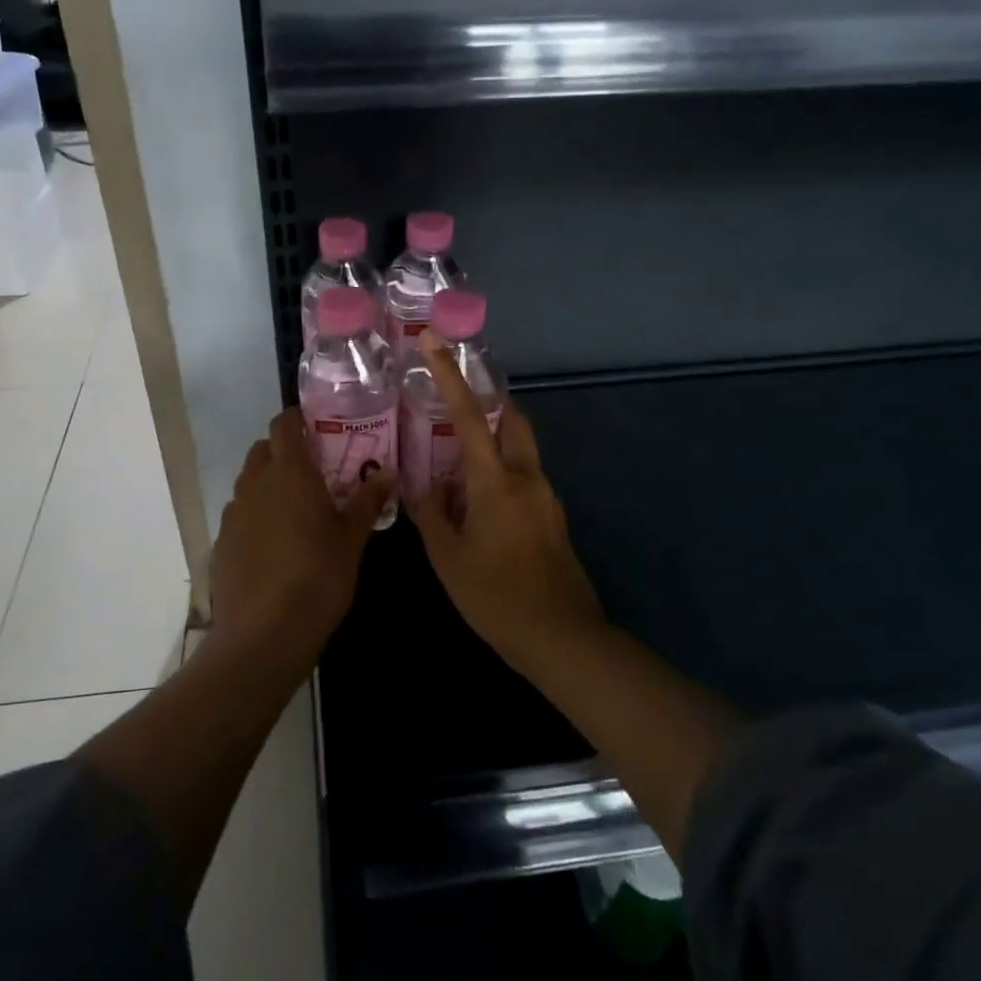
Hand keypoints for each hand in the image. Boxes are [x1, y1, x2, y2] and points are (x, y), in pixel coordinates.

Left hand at [210, 408, 395, 669]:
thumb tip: (388, 473)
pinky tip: (274, 544)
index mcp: (289, 472)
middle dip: (284, 452)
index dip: (297, 420)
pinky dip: (256, 516)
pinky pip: (240, 514)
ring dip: (269, 484)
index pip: (284, 425)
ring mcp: (233, 513)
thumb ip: (367, 500)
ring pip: (249, 482)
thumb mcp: (352, 538)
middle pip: (263, 450)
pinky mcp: (221, 542)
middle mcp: (255, 483)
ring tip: (296, 510)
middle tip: (313, 471)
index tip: (317, 428)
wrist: (264, 634)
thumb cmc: (318, 576)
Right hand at [405, 333, 605, 675]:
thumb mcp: (448, 558)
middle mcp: (527, 477)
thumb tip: (418, 485)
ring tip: (454, 454)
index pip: (469, 415)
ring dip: (492, 438)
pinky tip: (475, 499)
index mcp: (496, 481)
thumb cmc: (497, 598)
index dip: (450, 375)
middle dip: (485, 399)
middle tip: (451, 399)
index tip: (434, 342)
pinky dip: (499, 469)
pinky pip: (523, 475)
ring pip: (519, 447)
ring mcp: (545, 496)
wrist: (562, 638)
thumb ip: (430, 514)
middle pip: (511, 418)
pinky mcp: (552, 516)